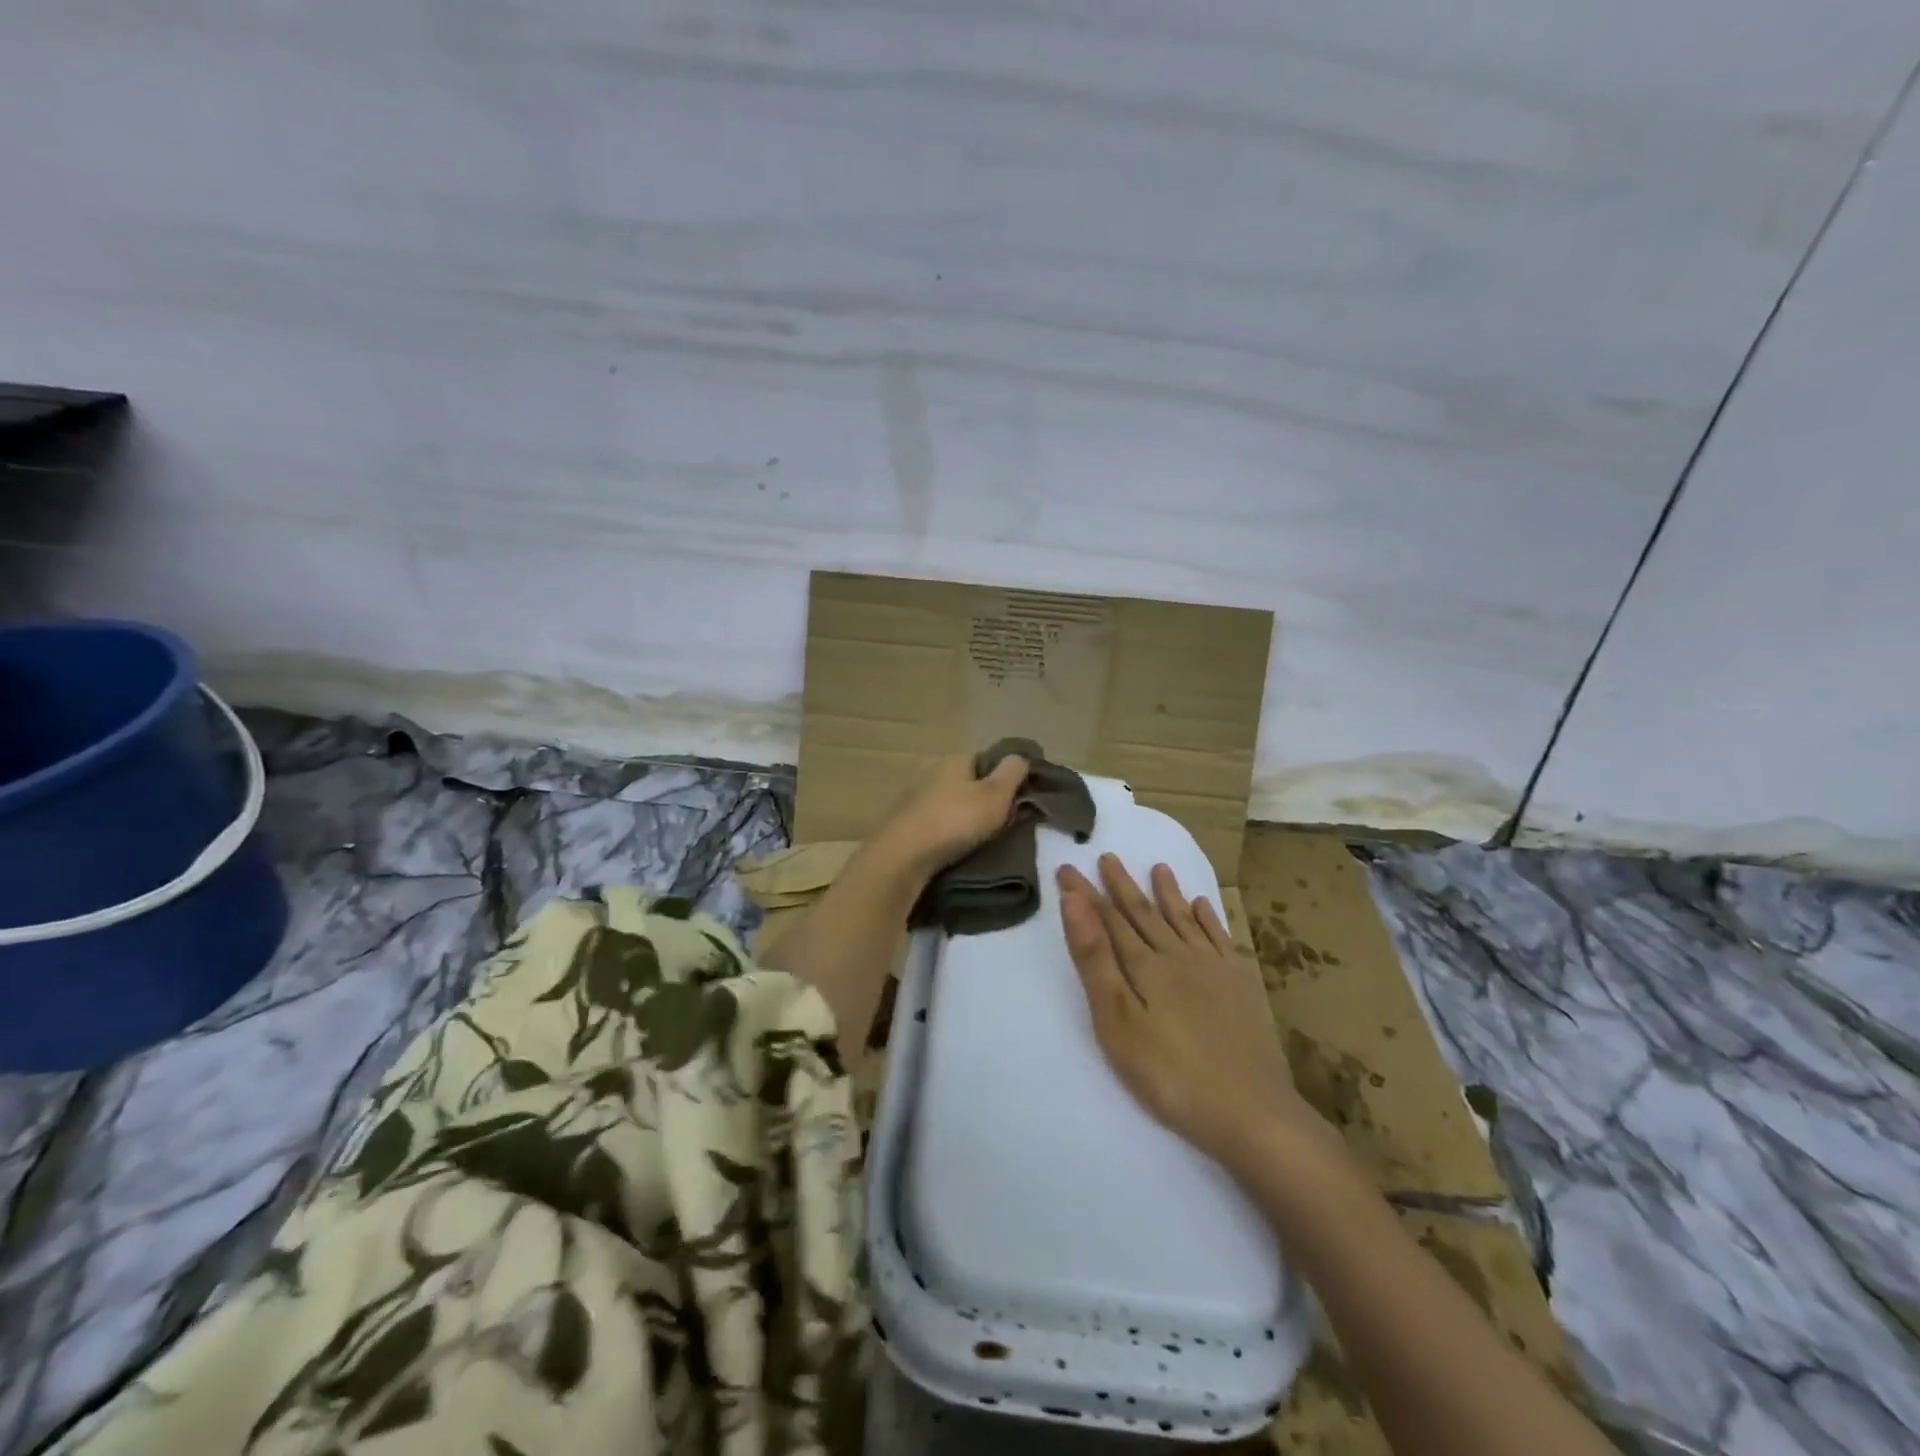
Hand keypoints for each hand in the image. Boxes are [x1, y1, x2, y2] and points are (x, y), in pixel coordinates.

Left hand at [876, 752, 1030, 882]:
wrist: (903, 856)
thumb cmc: (955, 821)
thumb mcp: (996, 795)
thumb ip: (1012, 773)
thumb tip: (1020, 756)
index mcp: (954, 759)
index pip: (985, 758)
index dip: (1002, 775)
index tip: (1016, 797)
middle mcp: (931, 771)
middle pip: (966, 780)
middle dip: (981, 796)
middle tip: (1000, 820)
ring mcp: (914, 796)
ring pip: (948, 800)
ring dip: (962, 814)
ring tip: (978, 836)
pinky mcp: (904, 821)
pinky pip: (934, 819)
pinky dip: (945, 828)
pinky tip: (953, 845)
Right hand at [1057, 855, 1333, 1167]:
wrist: (1252, 1112)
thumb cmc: (1170, 1074)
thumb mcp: (1117, 1021)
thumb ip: (1095, 959)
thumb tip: (1074, 901)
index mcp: (1144, 966)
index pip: (1107, 919)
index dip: (1084, 894)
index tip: (1067, 867)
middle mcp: (1178, 956)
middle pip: (1144, 913)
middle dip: (1122, 886)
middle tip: (1107, 856)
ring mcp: (1213, 969)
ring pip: (1183, 920)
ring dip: (1168, 893)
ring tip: (1159, 867)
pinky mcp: (1239, 986)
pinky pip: (1220, 938)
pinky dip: (1209, 918)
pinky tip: (1205, 905)